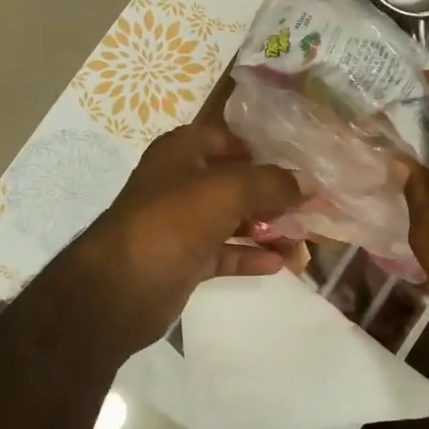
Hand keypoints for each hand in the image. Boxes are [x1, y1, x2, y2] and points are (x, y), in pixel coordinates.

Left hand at [72, 123, 304, 345]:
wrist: (117, 290)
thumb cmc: (171, 223)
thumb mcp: (226, 191)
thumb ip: (271, 183)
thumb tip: (308, 182)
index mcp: (182, 152)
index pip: (227, 139)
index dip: (261, 149)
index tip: (298, 163)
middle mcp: (181, 182)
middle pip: (236, 181)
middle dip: (273, 194)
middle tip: (311, 207)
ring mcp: (181, 223)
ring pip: (233, 219)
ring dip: (267, 228)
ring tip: (304, 241)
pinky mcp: (184, 260)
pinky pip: (225, 252)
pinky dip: (250, 256)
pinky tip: (280, 264)